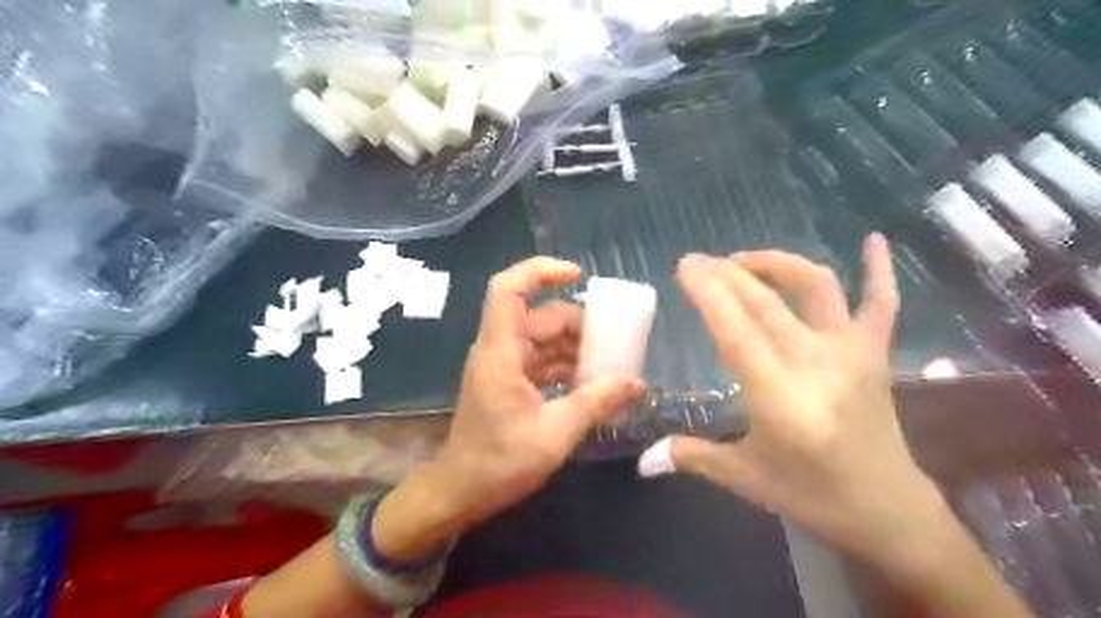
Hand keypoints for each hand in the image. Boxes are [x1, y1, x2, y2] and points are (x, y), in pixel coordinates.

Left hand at [374, 259, 645, 562]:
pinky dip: (566, 366)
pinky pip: (542, 360)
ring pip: (544, 339)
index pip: (508, 290)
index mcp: (501, 352)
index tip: (579, 275)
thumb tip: (638, 384)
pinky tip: (592, 383)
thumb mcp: (556, 433)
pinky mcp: (509, 381)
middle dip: (579, 324)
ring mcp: (504, 365)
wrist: (461, 491)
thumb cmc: (499, 462)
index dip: (540, 272)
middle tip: (615, 342)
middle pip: (540, 316)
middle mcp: (500, 350)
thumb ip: (597, 402)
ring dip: (576, 348)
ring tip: (610, 366)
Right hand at [646, 235, 946, 568]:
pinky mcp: (875, 353)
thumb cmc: (813, 495)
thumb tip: (644, 458)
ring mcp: (851, 352)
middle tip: (697, 260)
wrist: (889, 511)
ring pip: (815, 287)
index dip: (708, 293)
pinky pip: (881, 302)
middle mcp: (816, 364)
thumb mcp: (745, 478)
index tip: (685, 267)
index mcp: (779, 397)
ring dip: (776, 263)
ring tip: (743, 260)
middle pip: (765, 302)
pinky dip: (878, 269)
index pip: (736, 331)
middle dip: (726, 274)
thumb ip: (692, 456)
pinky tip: (873, 240)